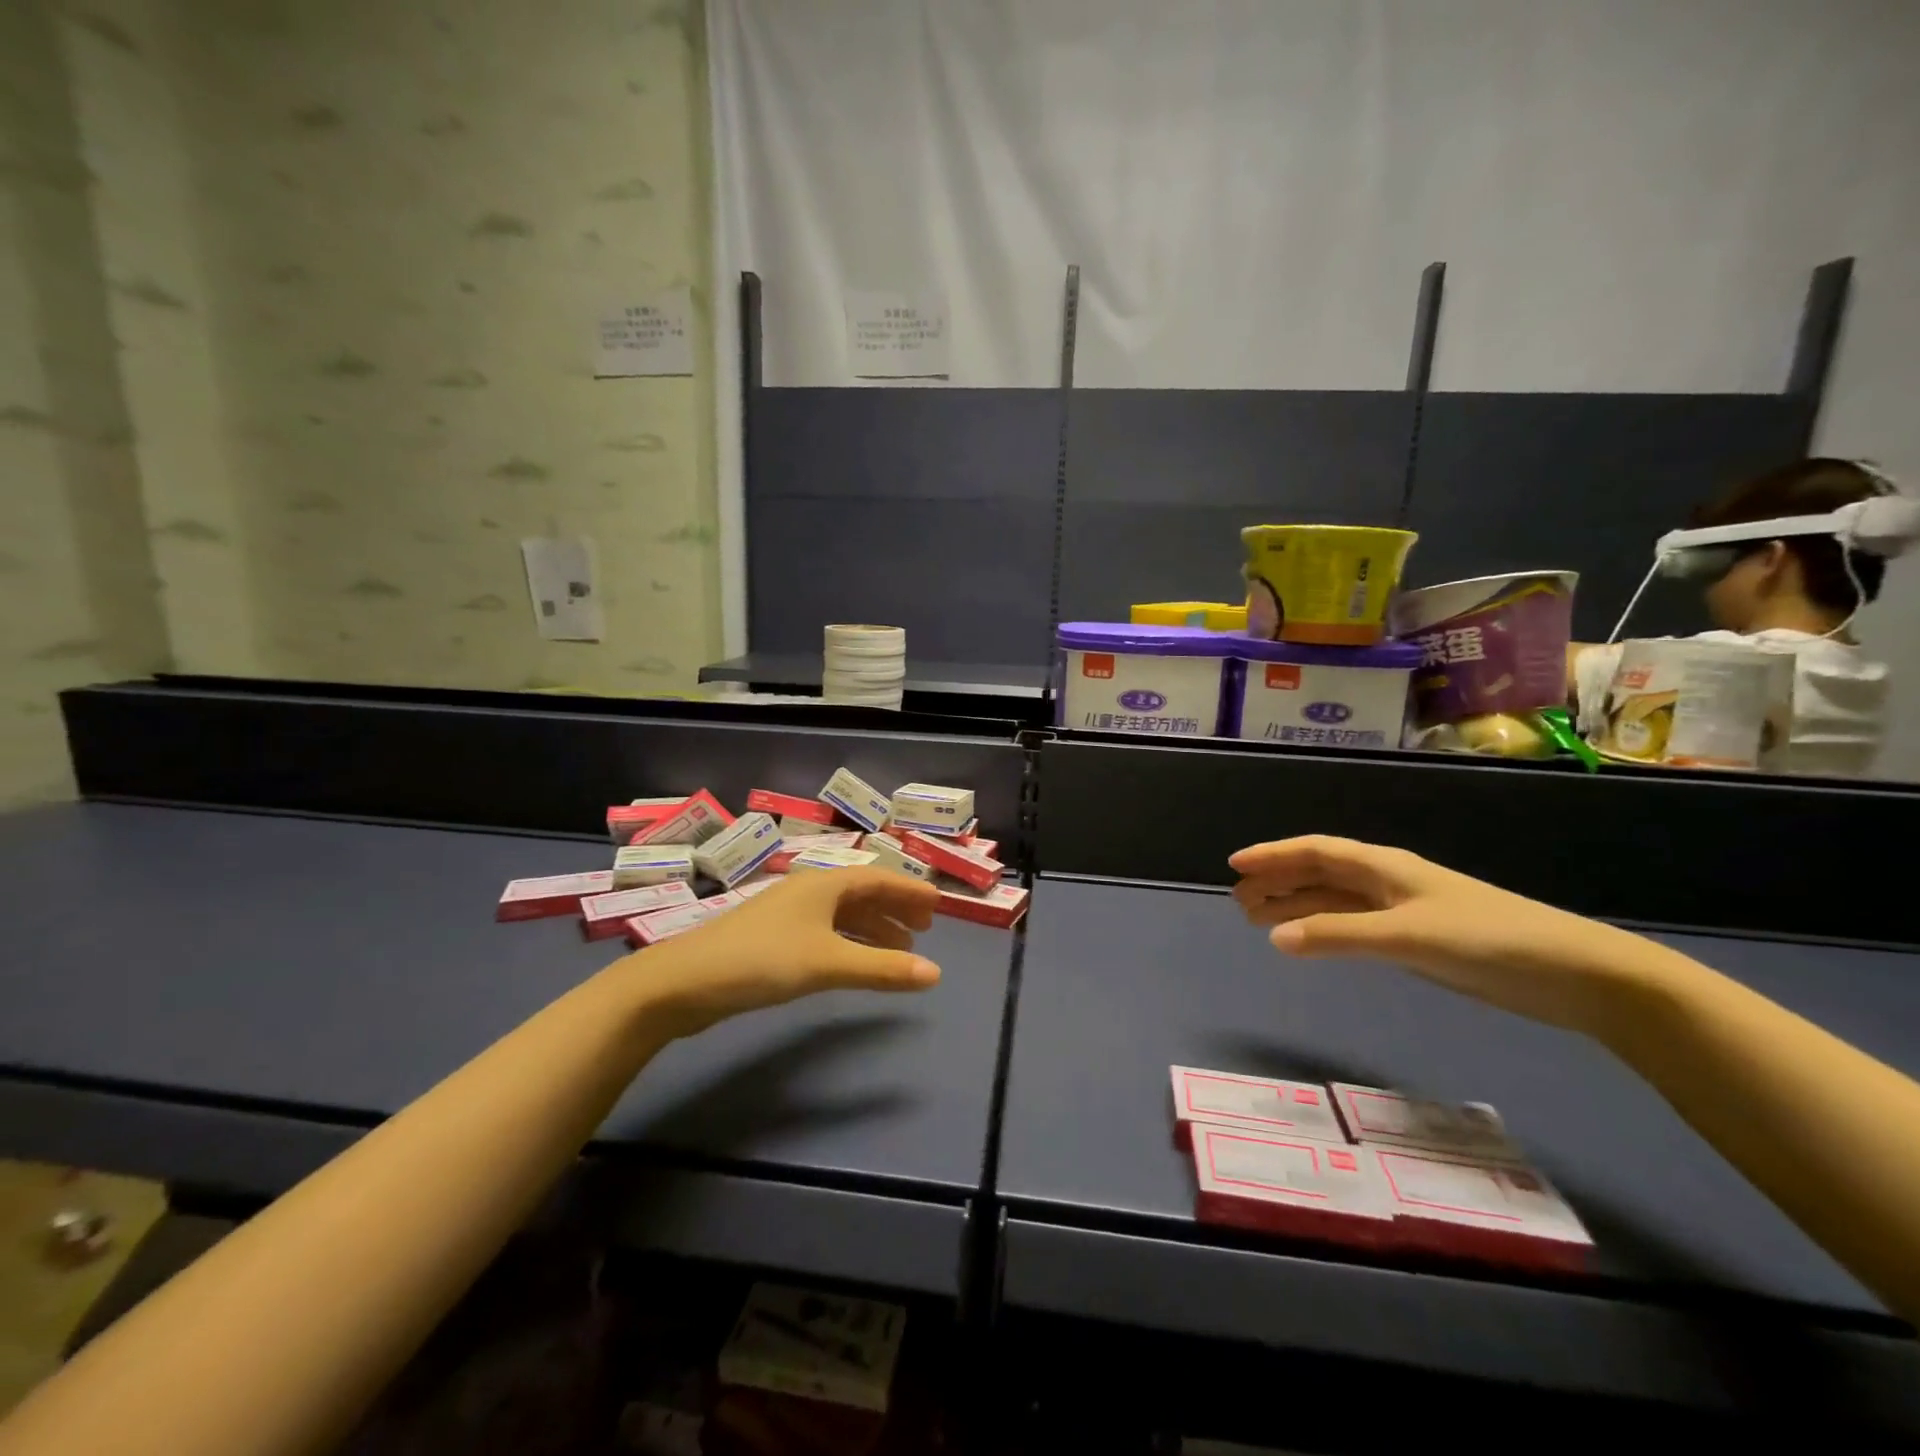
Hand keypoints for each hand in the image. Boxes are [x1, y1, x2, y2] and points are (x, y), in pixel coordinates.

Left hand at [635, 870, 942, 1037]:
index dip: (910, 891)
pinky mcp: (772, 938)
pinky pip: (825, 932)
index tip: (938, 905)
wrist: (684, 981)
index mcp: (824, 884)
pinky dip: (849, 943)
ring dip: (874, 929)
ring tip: (899, 952)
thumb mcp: (828, 963)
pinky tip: (853, 962)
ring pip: (843, 915)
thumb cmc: (762, 960)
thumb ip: (882, 969)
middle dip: (895, 910)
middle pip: (862, 894)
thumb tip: (936, 974)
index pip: (879, 878)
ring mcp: (788, 914)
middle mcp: (808, 891)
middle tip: (924, 932)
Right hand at [1229, 835, 1670, 1034]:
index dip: (1273, 855)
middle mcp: (1388, 881)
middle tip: (1238, 901)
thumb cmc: (1487, 940)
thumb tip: (1275, 937)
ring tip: (1259, 921)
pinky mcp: (1418, 940)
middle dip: (1277, 883)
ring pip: (1334, 901)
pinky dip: (1324, 930)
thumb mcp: (1407, 936)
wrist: (1574, 973)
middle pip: (1319, 874)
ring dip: (1296, 907)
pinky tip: (1311, 942)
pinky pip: (1353, 926)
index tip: (1235, 865)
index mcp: (1384, 867)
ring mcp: (1403, 911)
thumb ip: (1339, 935)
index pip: (1315, 851)